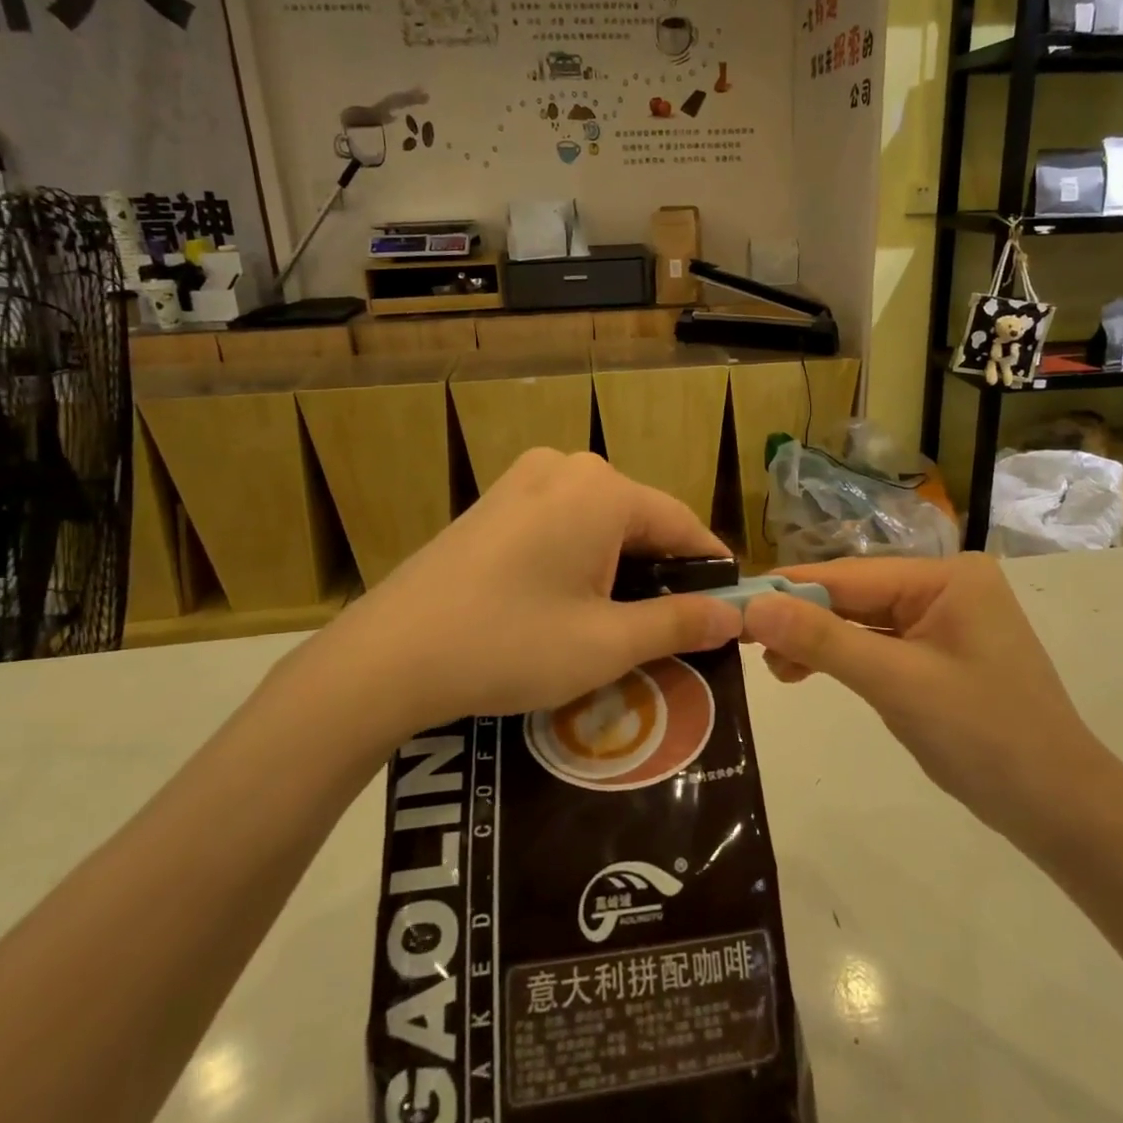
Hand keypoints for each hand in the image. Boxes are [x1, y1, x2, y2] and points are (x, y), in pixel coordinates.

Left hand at [286, 450, 742, 745]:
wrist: (388, 656)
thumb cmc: (510, 645)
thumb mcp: (607, 644)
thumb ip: (679, 624)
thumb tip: (733, 616)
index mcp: (602, 490)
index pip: (681, 523)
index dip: (710, 569)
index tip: (727, 611)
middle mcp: (567, 467)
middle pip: (639, 519)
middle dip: (662, 572)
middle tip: (673, 632)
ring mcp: (524, 478)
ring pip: (599, 521)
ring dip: (620, 567)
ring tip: (624, 624)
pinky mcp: (496, 500)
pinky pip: (561, 521)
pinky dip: (580, 557)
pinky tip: (570, 602)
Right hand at [742, 554, 1118, 850]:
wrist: (1062, 812)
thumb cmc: (984, 736)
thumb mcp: (896, 683)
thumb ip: (822, 640)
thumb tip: (753, 605)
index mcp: (945, 576)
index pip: (850, 575)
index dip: (789, 590)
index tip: (732, 604)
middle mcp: (945, 587)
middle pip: (855, 596)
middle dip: (803, 621)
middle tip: (747, 646)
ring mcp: (945, 621)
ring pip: (862, 622)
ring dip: (818, 643)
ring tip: (776, 671)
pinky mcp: (940, 654)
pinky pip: (880, 645)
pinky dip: (844, 660)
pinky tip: (808, 673)